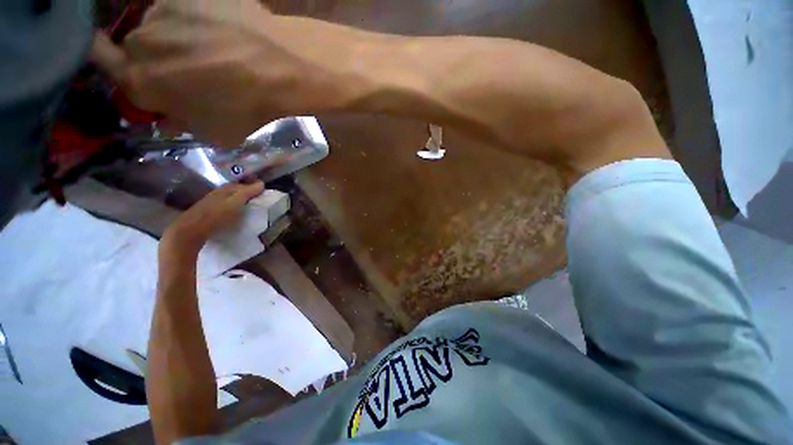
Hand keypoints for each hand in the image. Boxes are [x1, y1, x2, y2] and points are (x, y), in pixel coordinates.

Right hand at [91, 0, 280, 147]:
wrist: (279, 72)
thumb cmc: (246, 109)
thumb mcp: (212, 134)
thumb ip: (180, 124)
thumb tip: (165, 116)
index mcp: (140, 80)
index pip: (100, 62)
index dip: (110, 64)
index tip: (125, 67)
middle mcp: (141, 40)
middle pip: (135, 46)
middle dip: (154, 59)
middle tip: (187, 69)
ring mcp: (164, 10)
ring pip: (158, 25)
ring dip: (175, 38)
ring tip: (212, 50)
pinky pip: (183, 9)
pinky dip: (194, 20)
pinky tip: (220, 32)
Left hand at [161, 181, 264, 256]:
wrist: (191, 230)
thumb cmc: (217, 215)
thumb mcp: (235, 203)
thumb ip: (248, 193)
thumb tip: (262, 183)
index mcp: (225, 189)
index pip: (242, 184)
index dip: (253, 186)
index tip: (264, 191)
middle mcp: (218, 193)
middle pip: (234, 190)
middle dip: (245, 191)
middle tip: (258, 197)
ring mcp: (211, 202)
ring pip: (228, 197)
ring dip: (238, 199)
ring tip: (248, 204)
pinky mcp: (207, 212)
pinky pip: (223, 205)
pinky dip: (231, 206)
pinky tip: (234, 211)